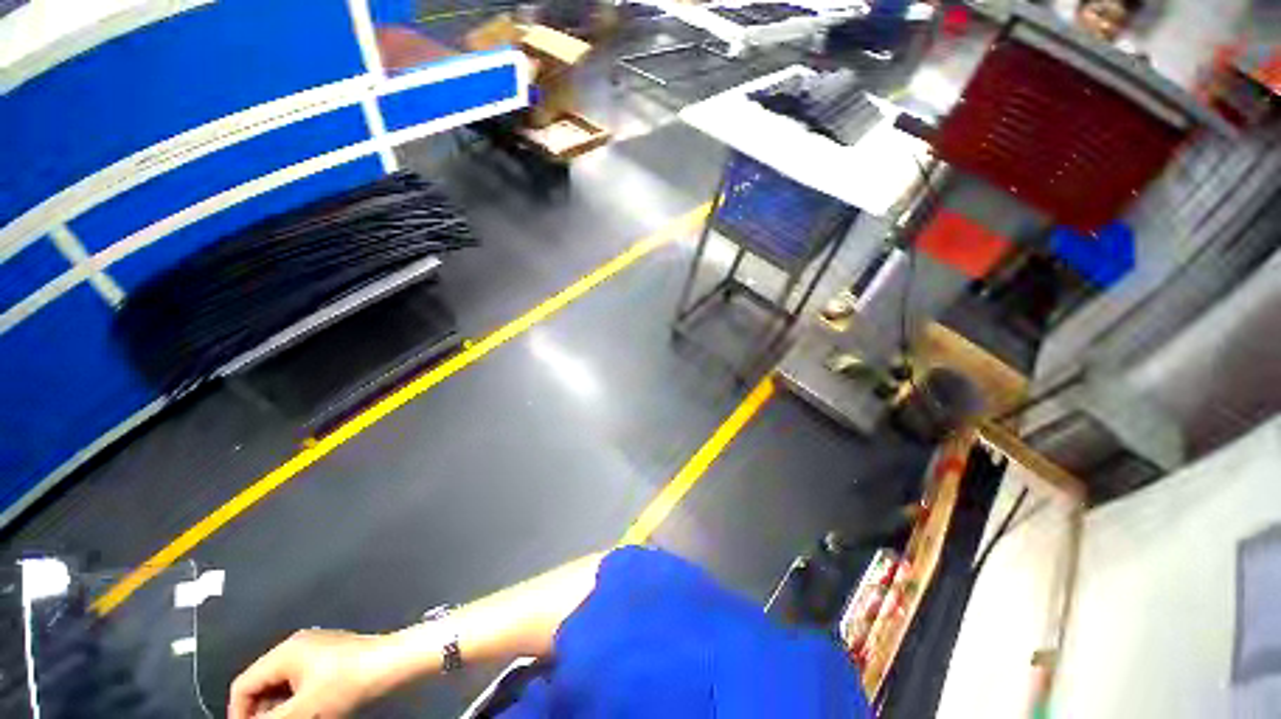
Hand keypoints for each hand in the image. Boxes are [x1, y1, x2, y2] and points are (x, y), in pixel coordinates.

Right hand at [228, 629, 387, 718]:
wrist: (392, 662)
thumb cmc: (347, 684)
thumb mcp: (304, 710)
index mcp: (285, 652)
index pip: (243, 685)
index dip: (240, 713)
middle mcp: (297, 645)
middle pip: (262, 683)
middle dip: (262, 710)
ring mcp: (316, 647)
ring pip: (283, 682)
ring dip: (281, 706)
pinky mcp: (332, 653)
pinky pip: (302, 678)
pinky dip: (298, 697)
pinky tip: (311, 711)